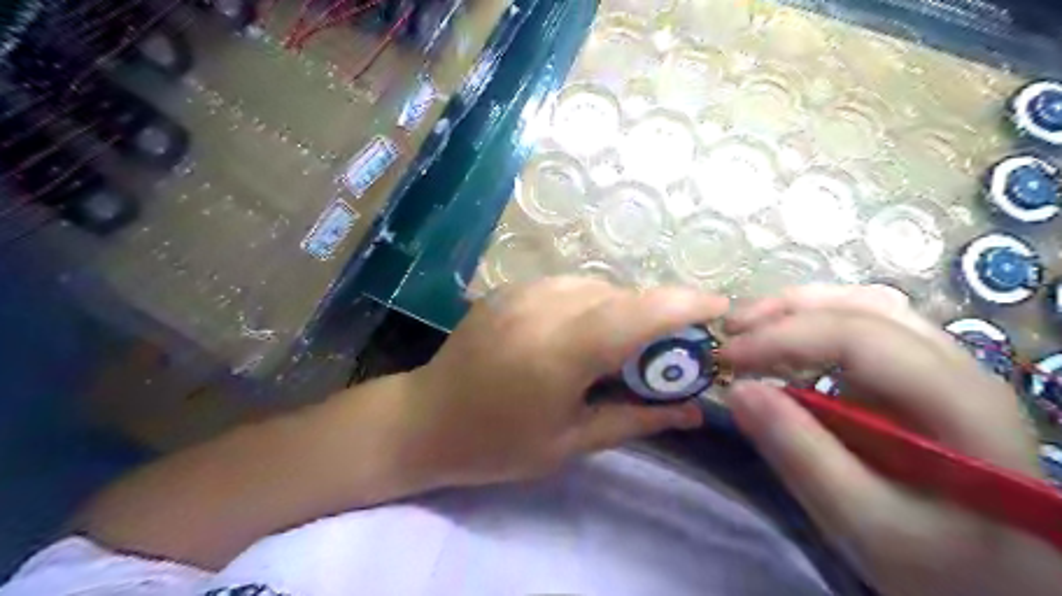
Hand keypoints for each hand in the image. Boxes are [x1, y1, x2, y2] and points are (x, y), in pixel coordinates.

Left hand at [393, 277, 726, 486]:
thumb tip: (695, 412)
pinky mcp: (510, 288)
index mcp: (562, 350)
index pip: (639, 311)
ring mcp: (523, 291)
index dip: (687, 304)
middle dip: (657, 315)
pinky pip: (569, 286)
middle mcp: (545, 306)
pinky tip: (581, 334)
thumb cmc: (497, 443)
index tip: (720, 310)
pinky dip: (591, 304)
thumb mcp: (571, 442)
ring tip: (619, 348)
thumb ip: (637, 420)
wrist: (425, 419)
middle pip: (623, 295)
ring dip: (622, 310)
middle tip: (667, 352)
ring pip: (597, 286)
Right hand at [717, 285, 1056, 594]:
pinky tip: (783, 348)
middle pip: (865, 307)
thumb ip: (802, 455)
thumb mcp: (866, 525)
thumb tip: (738, 390)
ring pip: (865, 309)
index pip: (859, 338)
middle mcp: (958, 367)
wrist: (1004, 584)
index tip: (726, 358)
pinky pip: (863, 331)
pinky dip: (813, 328)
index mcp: (959, 402)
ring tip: (749, 328)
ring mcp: (942, 368)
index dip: (783, 337)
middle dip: (787, 310)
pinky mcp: (920, 379)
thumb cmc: (944, 563)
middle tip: (729, 329)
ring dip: (799, 310)